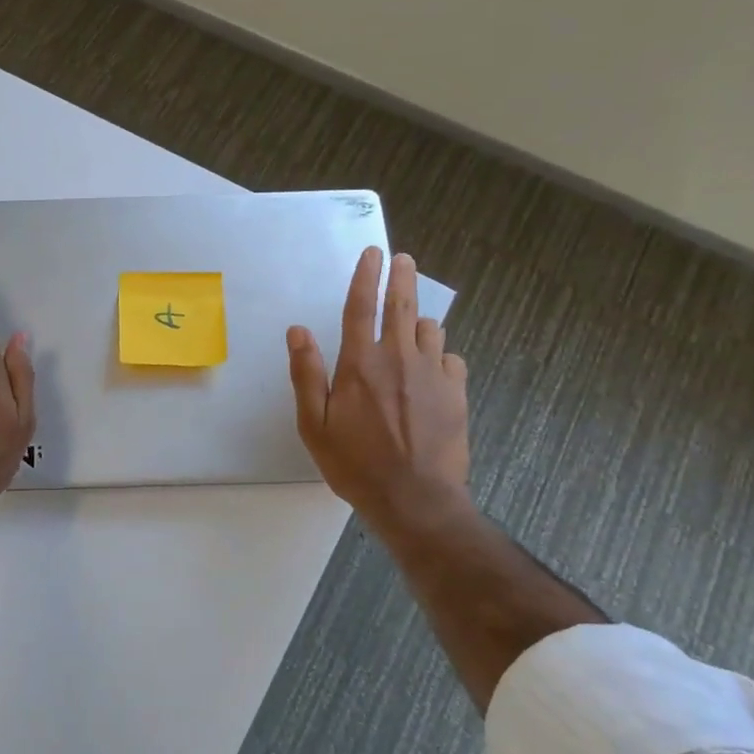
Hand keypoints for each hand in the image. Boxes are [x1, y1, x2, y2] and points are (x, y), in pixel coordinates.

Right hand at [287, 247, 470, 532]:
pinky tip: (432, 369)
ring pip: (431, 330)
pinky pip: (451, 359)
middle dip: (401, 278)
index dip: (365, 277)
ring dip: (420, 321)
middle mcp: (399, 359)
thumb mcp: (314, 425)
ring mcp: (433, 374)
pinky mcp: (456, 393)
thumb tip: (297, 331)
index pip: (362, 307)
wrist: (416, 500)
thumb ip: (306, 374)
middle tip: (403, 259)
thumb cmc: (355, 464)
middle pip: (403, 306)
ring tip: (413, 326)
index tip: (372, 253)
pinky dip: (439, 355)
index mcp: (361, 364)